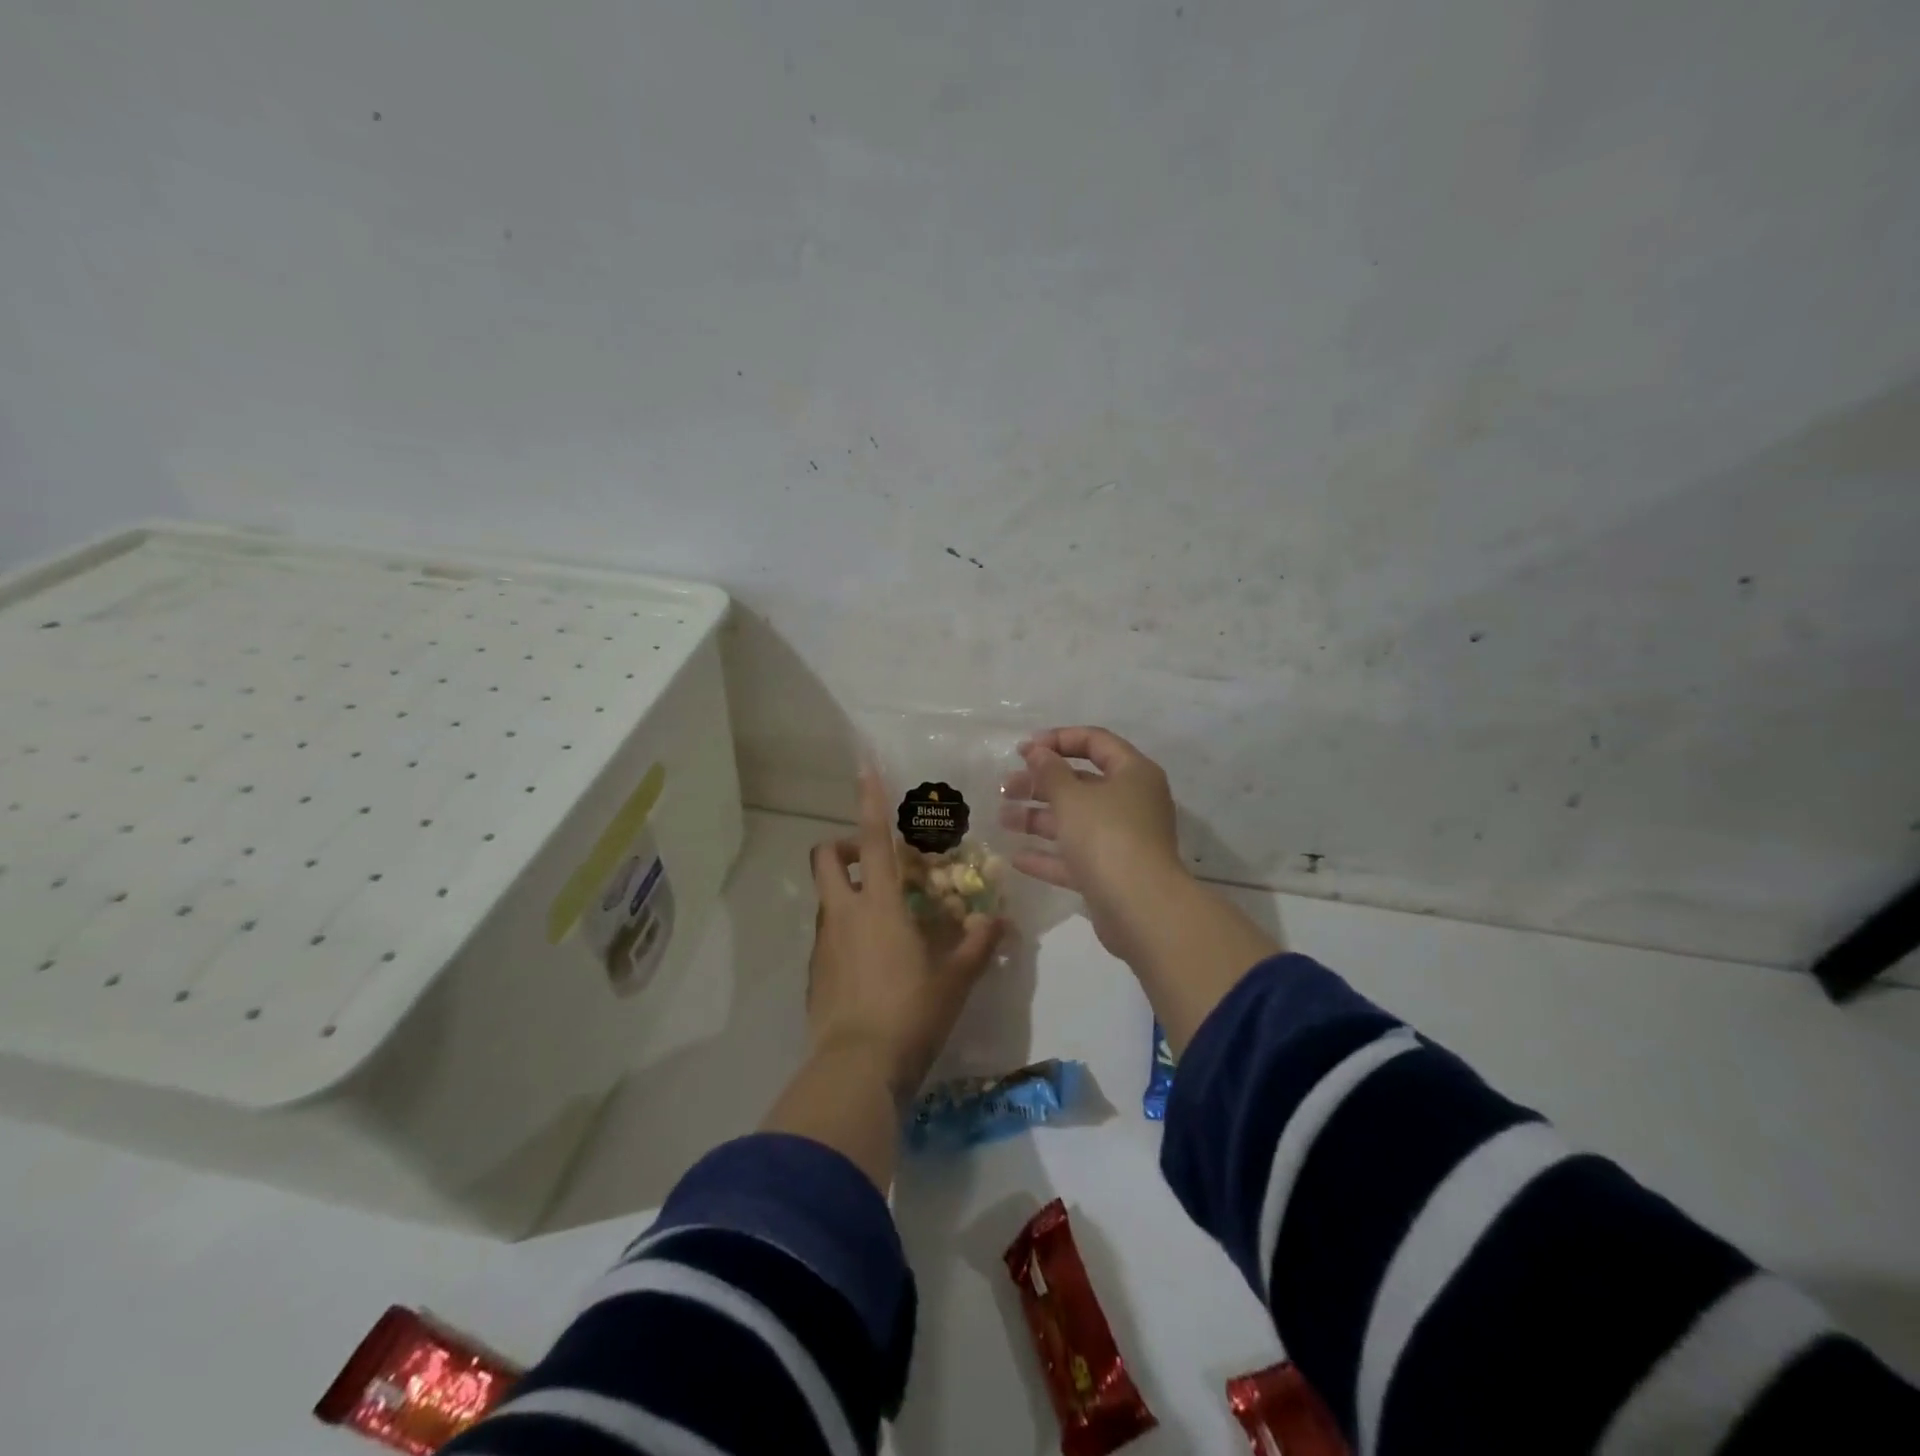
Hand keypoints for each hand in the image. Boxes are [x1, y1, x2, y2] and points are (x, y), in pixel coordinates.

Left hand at [807, 767, 1004, 1101]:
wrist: (855, 1069)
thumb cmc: (910, 1014)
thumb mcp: (954, 980)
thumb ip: (976, 946)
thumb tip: (997, 921)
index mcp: (879, 906)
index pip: (871, 839)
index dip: (869, 800)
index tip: (865, 768)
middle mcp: (843, 914)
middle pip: (825, 857)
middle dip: (843, 845)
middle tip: (875, 861)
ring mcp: (824, 942)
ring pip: (827, 895)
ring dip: (847, 889)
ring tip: (884, 915)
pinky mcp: (815, 971)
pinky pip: (827, 932)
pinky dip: (845, 928)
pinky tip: (872, 958)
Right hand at [1001, 726, 1188, 962]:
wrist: (1141, 908)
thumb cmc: (1107, 836)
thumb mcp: (1072, 797)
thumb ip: (1050, 771)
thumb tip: (1038, 751)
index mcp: (1132, 773)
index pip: (1095, 741)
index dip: (1058, 739)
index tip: (1023, 750)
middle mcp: (1131, 802)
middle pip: (1081, 783)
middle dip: (1040, 783)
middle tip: (1005, 787)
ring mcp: (1123, 840)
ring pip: (1075, 821)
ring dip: (1038, 819)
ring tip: (1002, 819)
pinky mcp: (1111, 874)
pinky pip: (1076, 857)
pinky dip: (1049, 856)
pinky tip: (1016, 858)